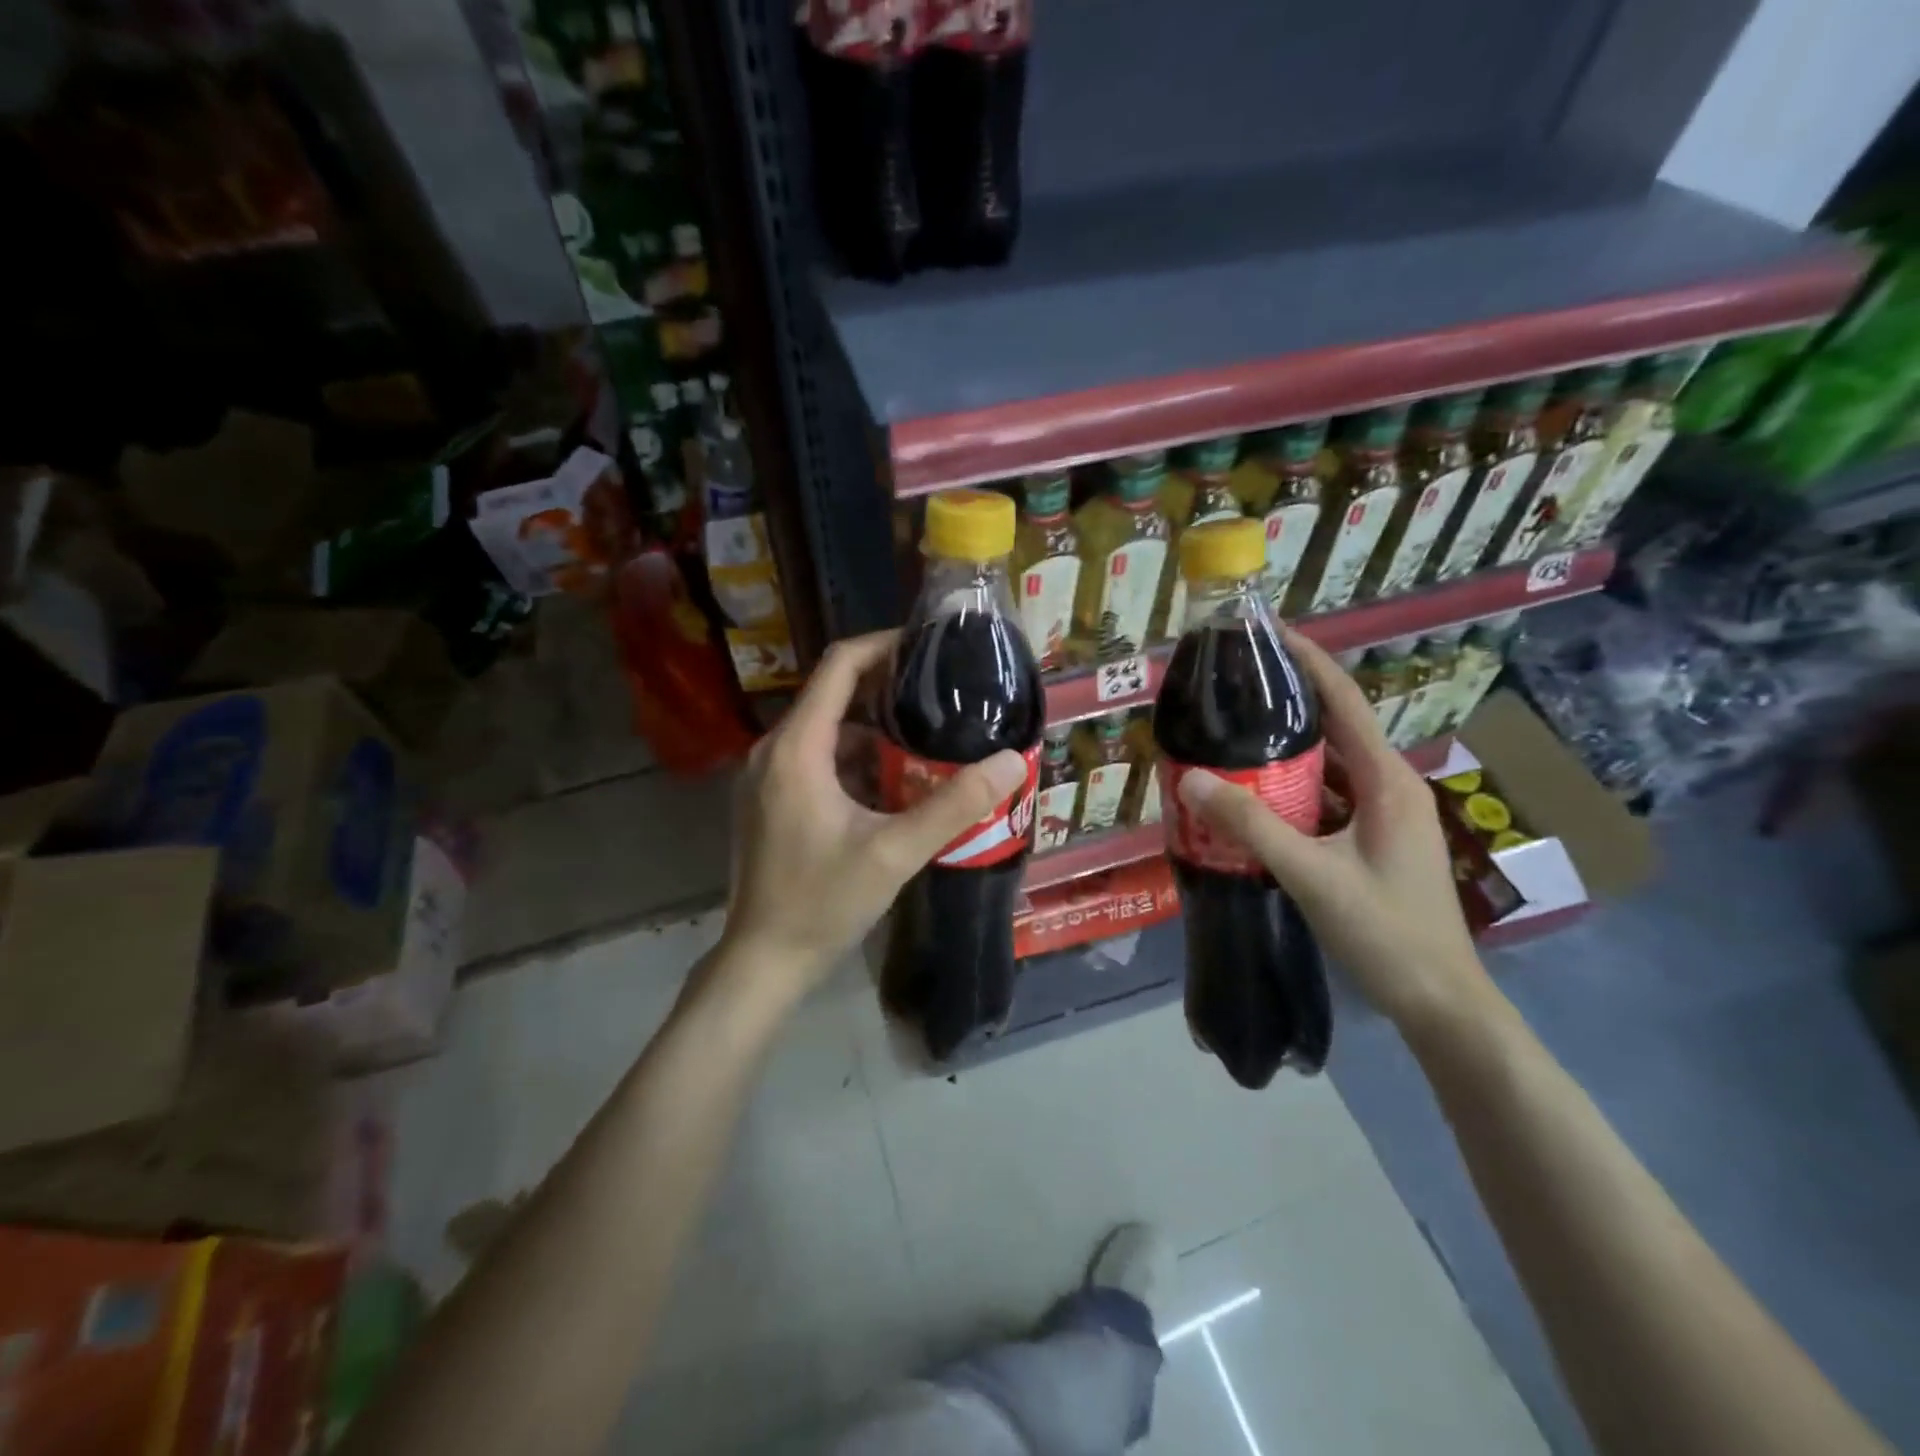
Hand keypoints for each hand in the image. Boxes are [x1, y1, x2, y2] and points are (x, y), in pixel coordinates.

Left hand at [719, 630, 1028, 1001]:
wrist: (764, 960)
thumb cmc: (823, 903)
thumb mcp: (895, 853)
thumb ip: (954, 805)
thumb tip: (1012, 761)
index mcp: (797, 748)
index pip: (839, 666)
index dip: (884, 645)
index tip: (929, 647)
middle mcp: (774, 750)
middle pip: (834, 695)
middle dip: (888, 691)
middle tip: (943, 696)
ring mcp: (768, 776)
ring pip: (828, 731)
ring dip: (876, 731)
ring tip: (929, 738)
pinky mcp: (772, 800)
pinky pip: (818, 760)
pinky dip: (856, 760)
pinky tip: (895, 784)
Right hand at [1175, 629, 1495, 1034]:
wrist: (1440, 1002)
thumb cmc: (1386, 932)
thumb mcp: (1312, 875)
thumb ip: (1252, 826)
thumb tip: (1193, 779)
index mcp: (1388, 781)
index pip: (1346, 702)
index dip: (1309, 662)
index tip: (1269, 633)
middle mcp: (1390, 787)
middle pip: (1336, 727)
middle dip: (1290, 699)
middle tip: (1235, 683)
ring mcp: (1383, 816)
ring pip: (1330, 764)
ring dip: (1287, 746)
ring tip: (1235, 729)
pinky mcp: (1372, 840)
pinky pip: (1327, 797)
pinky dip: (1292, 786)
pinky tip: (1254, 792)